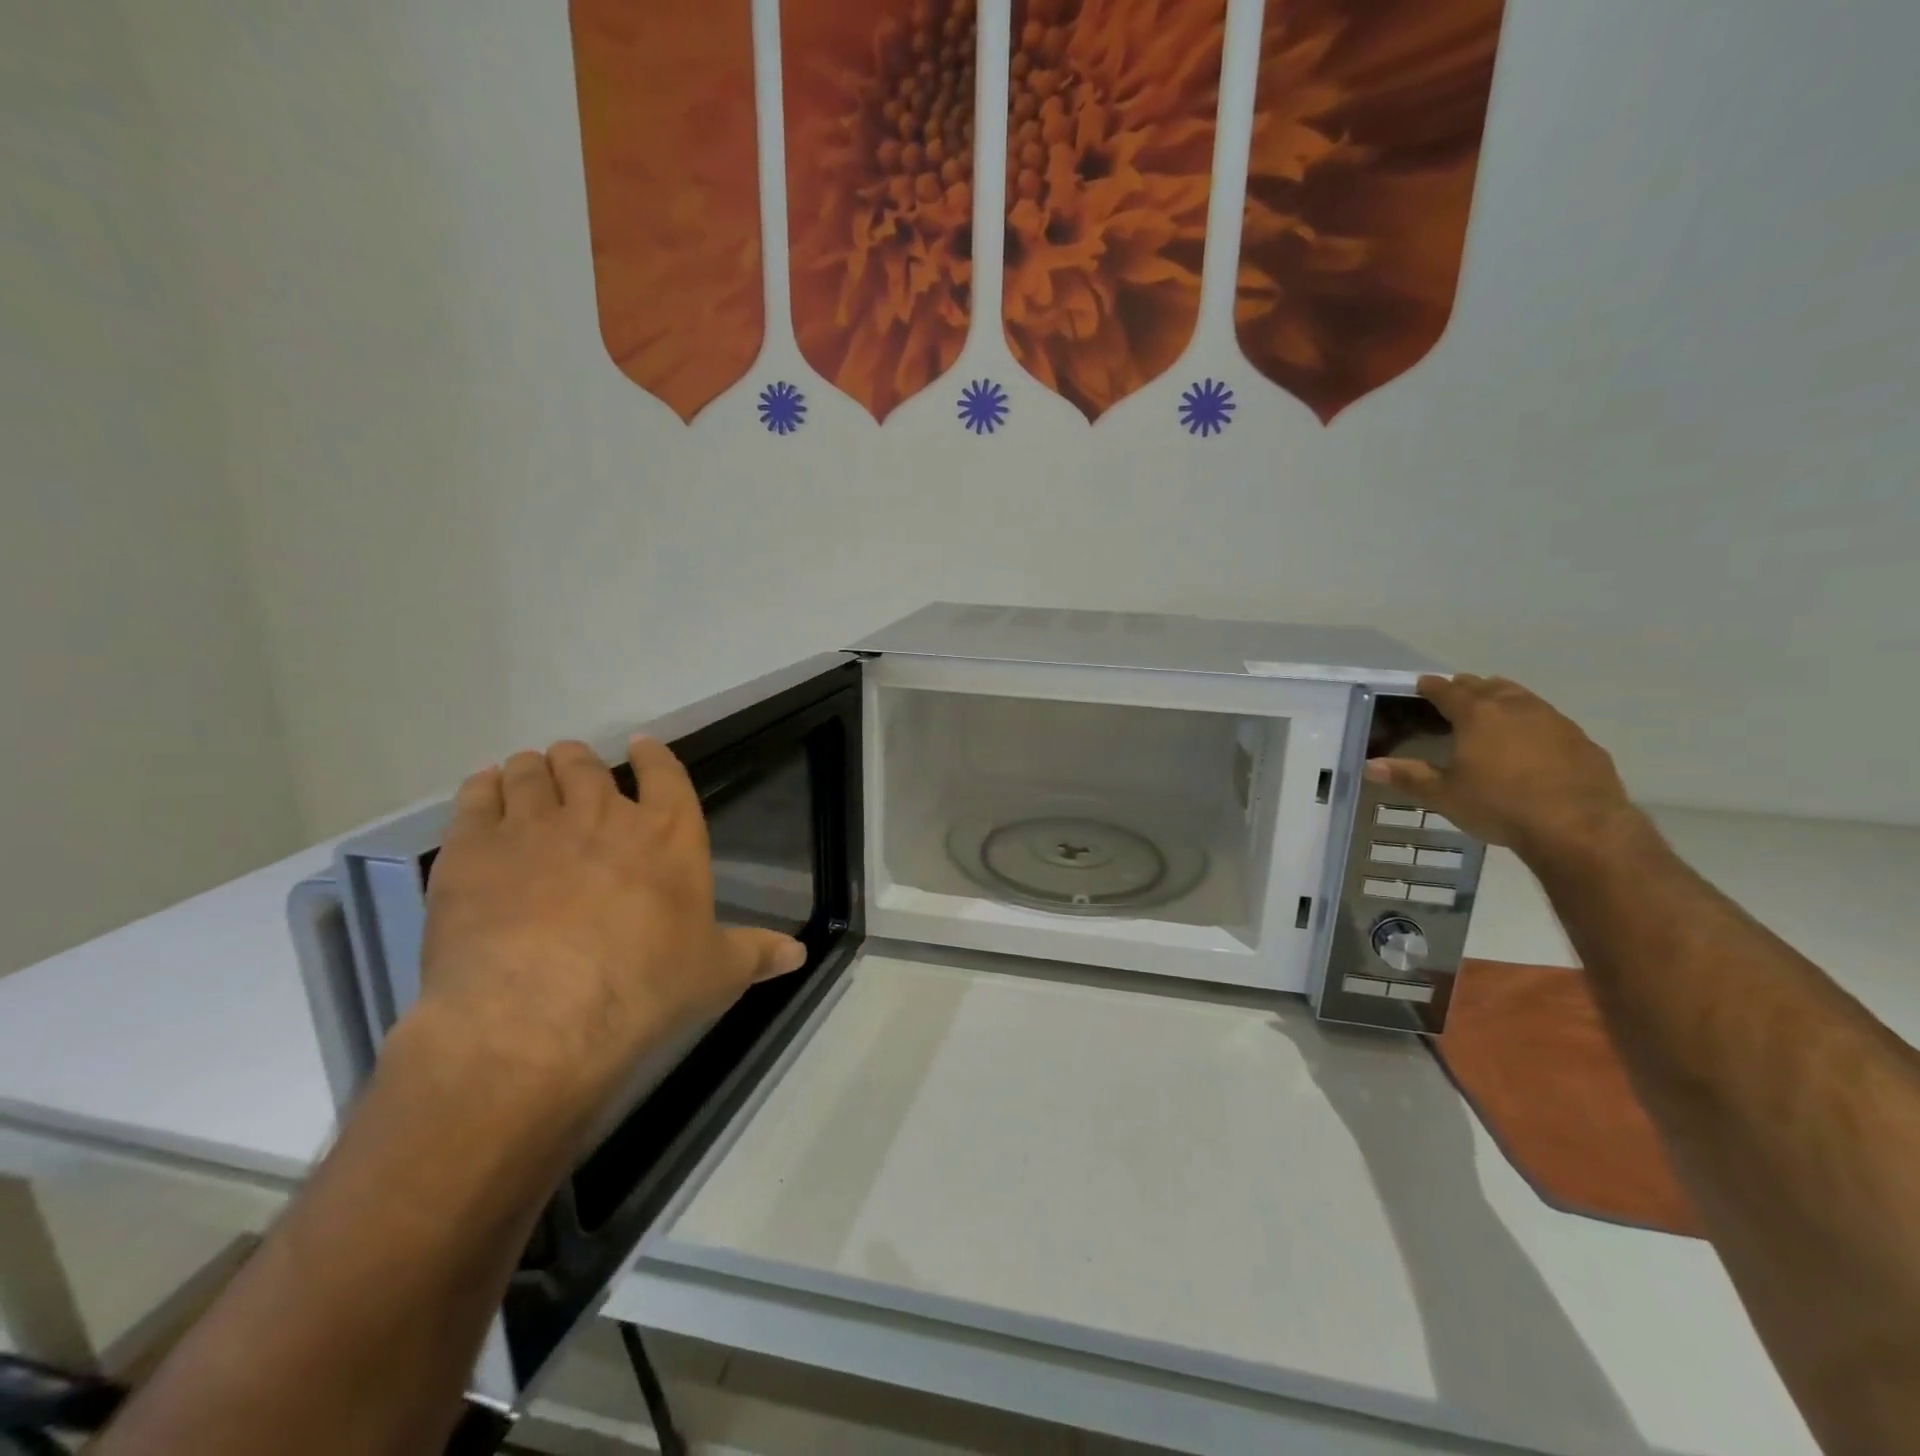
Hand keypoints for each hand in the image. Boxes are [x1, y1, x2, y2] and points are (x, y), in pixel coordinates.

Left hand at [414, 737, 807, 1123]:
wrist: (537, 1016)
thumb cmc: (643, 988)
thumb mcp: (713, 974)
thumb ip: (755, 954)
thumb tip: (800, 953)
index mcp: (668, 833)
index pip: (665, 774)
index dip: (653, 756)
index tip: (642, 746)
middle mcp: (602, 813)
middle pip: (587, 765)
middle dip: (582, 761)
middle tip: (576, 768)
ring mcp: (534, 825)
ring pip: (531, 773)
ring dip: (533, 769)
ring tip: (528, 773)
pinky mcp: (474, 849)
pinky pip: (476, 797)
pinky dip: (482, 788)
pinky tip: (484, 790)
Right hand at [1363, 674, 1637, 857]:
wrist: (1579, 827)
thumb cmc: (1500, 806)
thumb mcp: (1444, 795)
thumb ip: (1408, 777)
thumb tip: (1370, 765)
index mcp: (1478, 716)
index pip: (1449, 691)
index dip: (1433, 686)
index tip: (1422, 683)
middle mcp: (1516, 709)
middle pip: (1488, 687)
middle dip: (1469, 686)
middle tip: (1456, 689)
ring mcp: (1554, 722)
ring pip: (1523, 697)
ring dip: (1504, 696)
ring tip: (1494, 702)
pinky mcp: (1582, 742)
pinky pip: (1550, 720)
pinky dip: (1533, 720)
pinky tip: (1532, 738)